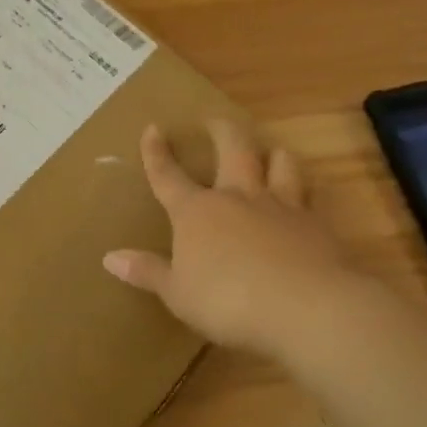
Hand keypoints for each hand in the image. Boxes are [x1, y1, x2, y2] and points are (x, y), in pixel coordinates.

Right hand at [103, 121, 383, 363]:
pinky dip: (307, 191)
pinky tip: (308, 198)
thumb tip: (109, 257)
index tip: (153, 128)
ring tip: (270, 152)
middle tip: (215, 120)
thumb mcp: (177, 293)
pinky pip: (311, 196)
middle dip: (221, 130)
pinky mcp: (316, 224)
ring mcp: (281, 206)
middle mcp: (237, 197)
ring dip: (272, 154)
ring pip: (280, 163)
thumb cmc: (227, 301)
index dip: (156, 152)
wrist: (304, 307)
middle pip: (232, 149)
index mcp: (196, 212)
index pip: (168, 176)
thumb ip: (147, 272)